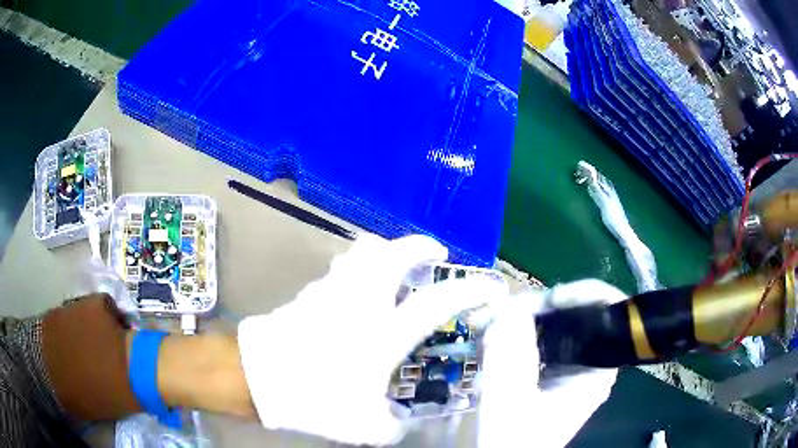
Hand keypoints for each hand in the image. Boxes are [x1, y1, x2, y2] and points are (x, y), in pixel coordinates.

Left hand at [237, 235, 507, 445]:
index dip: (469, 292)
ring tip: (395, 265)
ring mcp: (332, 291)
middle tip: (435, 253)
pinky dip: (356, 267)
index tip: (490, 288)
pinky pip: (340, 267)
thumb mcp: (362, 426)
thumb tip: (400, 424)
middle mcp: (361, 302)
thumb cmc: (314, 398)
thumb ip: (391, 427)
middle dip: (420, 246)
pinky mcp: (311, 292)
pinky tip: (356, 287)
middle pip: (393, 253)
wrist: (258, 377)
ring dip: (385, 251)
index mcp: (382, 334)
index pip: (435, 304)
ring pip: (362, 251)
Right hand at [478, 280, 627, 447]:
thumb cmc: (513, 441)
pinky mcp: (546, 370)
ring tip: (484, 325)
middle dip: (534, 307)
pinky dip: (510, 334)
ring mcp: (566, 365)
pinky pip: (533, 338)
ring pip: (550, 323)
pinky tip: (486, 341)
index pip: (606, 309)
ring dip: (517, 319)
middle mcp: (587, 361)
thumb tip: (509, 310)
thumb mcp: (511, 403)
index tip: (542, 301)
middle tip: (496, 313)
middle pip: (573, 312)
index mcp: (597, 367)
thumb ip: (510, 358)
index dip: (579, 294)